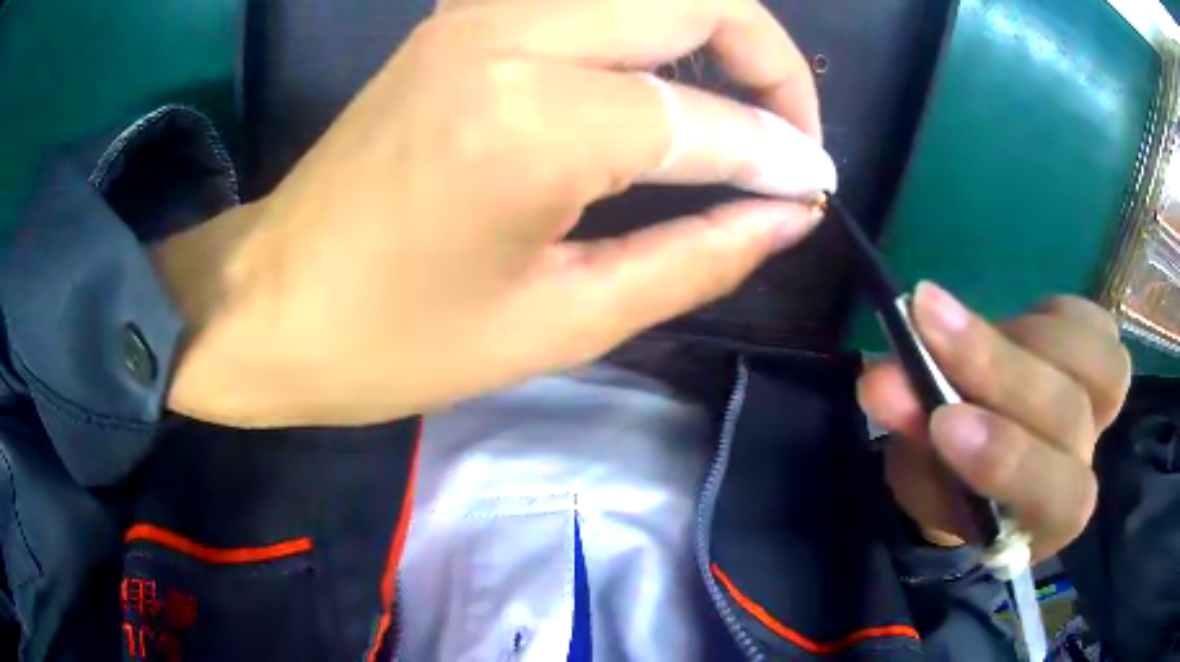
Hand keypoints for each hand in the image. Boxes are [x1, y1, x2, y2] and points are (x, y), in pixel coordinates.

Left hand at [152, 0, 834, 425]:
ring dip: (716, 34)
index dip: (779, 156)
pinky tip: (667, 84)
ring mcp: (477, 13)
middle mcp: (510, 32)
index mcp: (533, 121)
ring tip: (743, 114)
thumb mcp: (559, 323)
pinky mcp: (458, 20)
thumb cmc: (394, 341)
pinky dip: (654, 30)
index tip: (814, 190)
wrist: (269, 304)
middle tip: (791, 138)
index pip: (708, 118)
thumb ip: (696, 257)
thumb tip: (788, 213)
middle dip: (770, 60)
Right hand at [858, 283, 1131, 559]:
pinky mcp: (1103, 359)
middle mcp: (1084, 466)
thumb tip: (881, 380)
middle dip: (999, 371)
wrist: (978, 452)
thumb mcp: (918, 469)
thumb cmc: (946, 478)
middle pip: (1069, 418)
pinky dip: (1057, 312)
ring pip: (1097, 366)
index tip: (942, 420)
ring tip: (967, 322)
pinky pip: (1098, 327)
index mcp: (1045, 522)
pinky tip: (1021, 320)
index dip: (1009, 458)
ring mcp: (1102, 412)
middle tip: (926, 323)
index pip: (1054, 498)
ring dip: (1027, 335)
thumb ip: (911, 432)